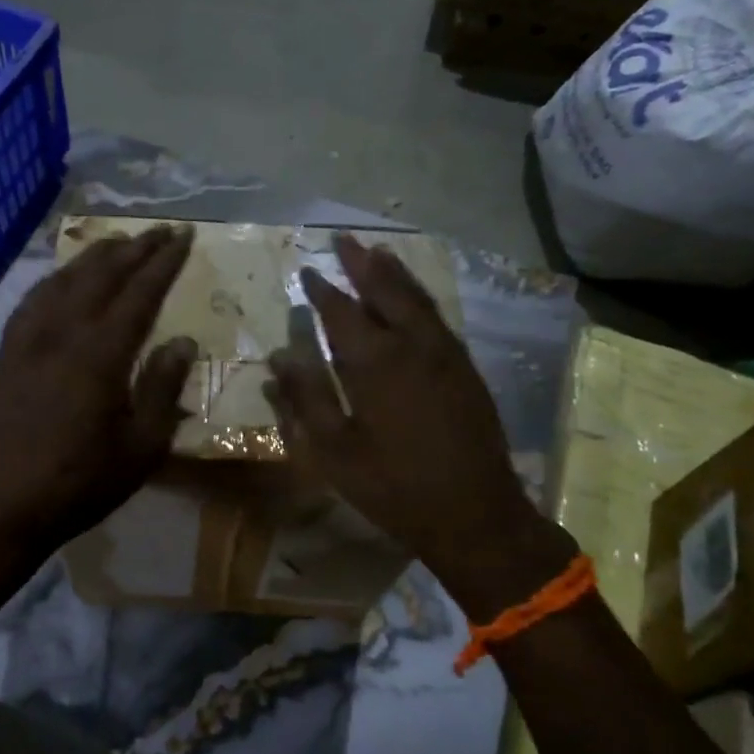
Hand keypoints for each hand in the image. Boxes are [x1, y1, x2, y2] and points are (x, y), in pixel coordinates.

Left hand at [0, 224, 195, 562]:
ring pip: (66, 279)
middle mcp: (63, 331)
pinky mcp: (6, 351)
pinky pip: (34, 298)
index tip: (184, 236)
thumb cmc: (78, 482)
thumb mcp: (140, 447)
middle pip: (103, 274)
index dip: (164, 262)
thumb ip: (162, 388)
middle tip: (160, 229)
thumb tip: (182, 341)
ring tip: (119, 242)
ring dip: (96, 255)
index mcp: (101, 353)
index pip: (140, 292)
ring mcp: (29, 338)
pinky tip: (63, 278)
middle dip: (135, 247)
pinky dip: (57, 277)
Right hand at [265, 233, 574, 620]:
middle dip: (362, 264)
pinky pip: (438, 318)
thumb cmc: (393, 487)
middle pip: (385, 291)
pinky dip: (421, 297)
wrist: (474, 513)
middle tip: (344, 239)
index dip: (322, 289)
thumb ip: (305, 399)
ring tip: (377, 252)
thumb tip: (279, 356)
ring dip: (395, 273)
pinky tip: (413, 297)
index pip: (341, 311)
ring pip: (417, 299)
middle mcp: (412, 345)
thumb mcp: (334, 451)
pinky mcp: (466, 369)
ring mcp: (445, 354)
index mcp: (375, 363)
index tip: (307, 269)